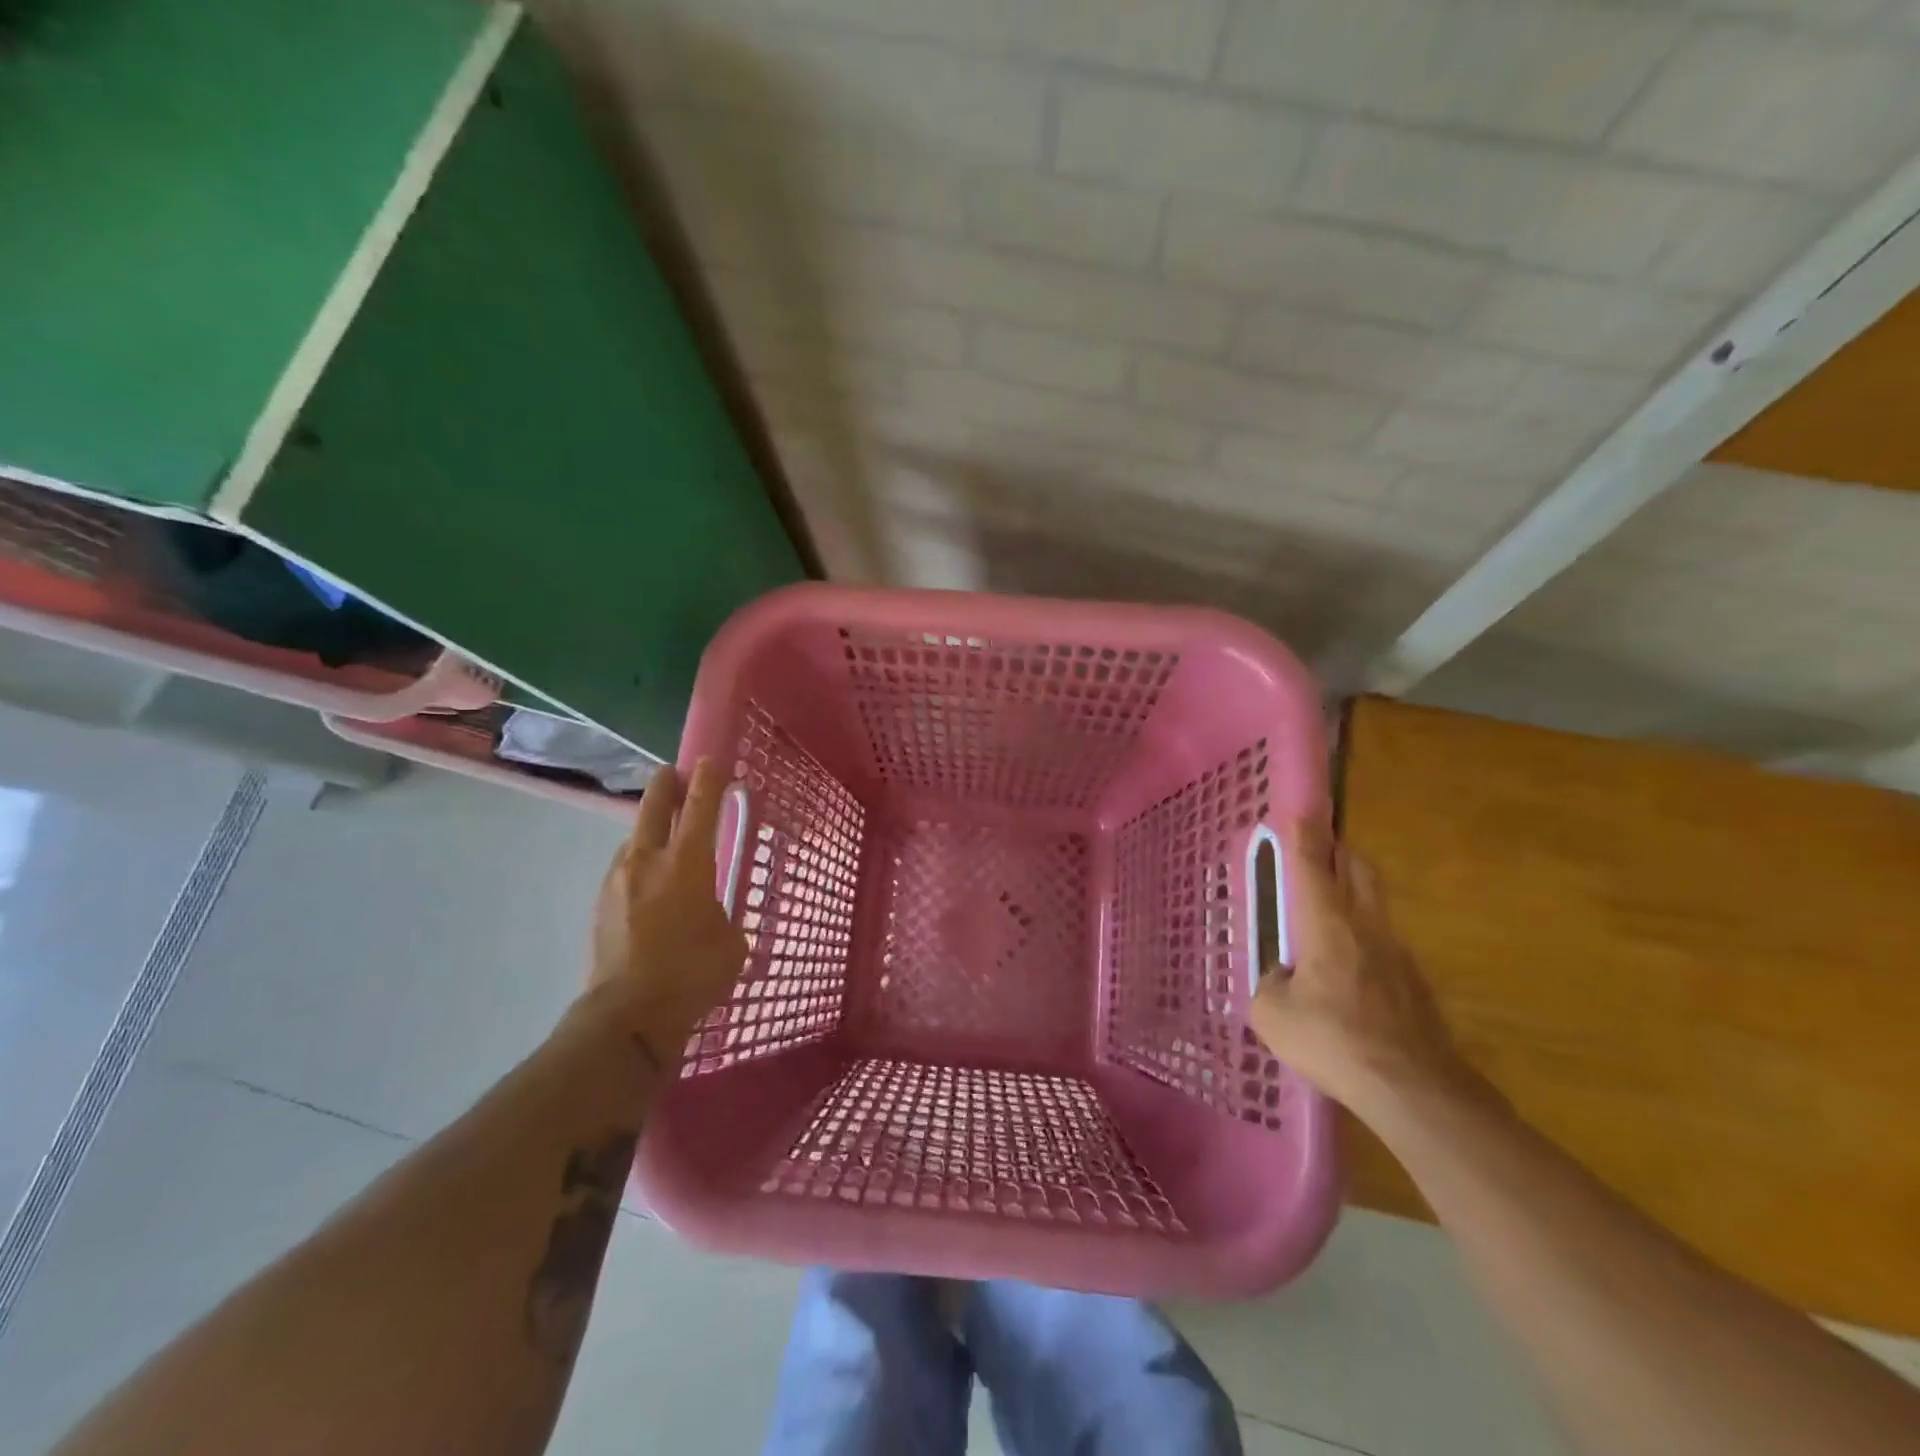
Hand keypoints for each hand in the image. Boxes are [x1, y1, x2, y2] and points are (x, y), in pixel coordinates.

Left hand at [585, 759, 747, 1069]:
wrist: (628, 1014)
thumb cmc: (692, 973)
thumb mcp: (731, 942)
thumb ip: (722, 915)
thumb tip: (711, 914)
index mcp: (687, 862)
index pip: (700, 807)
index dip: (708, 780)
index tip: (710, 760)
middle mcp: (648, 860)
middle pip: (654, 807)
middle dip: (666, 785)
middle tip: (673, 773)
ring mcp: (618, 880)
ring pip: (634, 839)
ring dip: (649, 829)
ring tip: (662, 837)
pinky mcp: (600, 904)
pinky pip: (623, 869)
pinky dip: (637, 864)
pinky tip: (646, 882)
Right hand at [1249, 819, 1473, 1116]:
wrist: (1415, 1089)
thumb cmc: (1334, 1041)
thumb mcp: (1273, 1014)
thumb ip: (1270, 985)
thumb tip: (1283, 979)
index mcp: (1326, 924)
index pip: (1312, 865)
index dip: (1302, 835)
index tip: (1299, 810)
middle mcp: (1365, 926)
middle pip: (1357, 869)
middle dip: (1338, 851)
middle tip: (1319, 849)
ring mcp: (1398, 953)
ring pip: (1374, 904)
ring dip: (1353, 894)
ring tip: (1328, 915)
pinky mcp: (1415, 984)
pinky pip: (1384, 944)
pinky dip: (1364, 940)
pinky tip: (1349, 973)